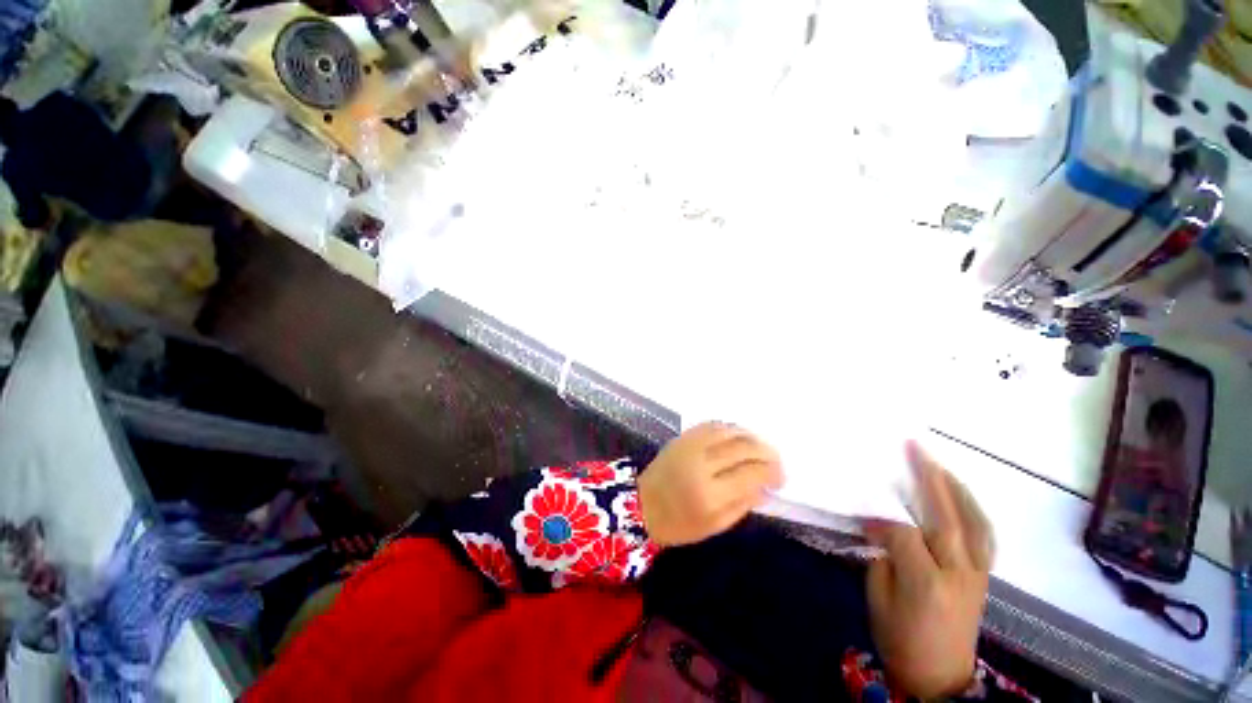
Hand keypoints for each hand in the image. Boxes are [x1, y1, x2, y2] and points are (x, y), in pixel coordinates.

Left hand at [638, 422, 782, 546]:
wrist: (640, 503)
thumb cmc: (678, 523)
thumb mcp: (715, 526)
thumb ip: (743, 504)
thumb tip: (765, 486)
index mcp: (710, 494)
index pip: (751, 473)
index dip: (772, 472)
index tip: (781, 477)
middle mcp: (701, 463)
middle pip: (743, 448)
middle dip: (766, 452)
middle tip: (776, 461)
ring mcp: (691, 446)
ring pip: (729, 431)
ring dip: (750, 436)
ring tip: (761, 447)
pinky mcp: (683, 437)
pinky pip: (712, 425)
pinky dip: (730, 428)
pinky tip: (739, 436)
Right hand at [865, 442, 993, 698]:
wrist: (941, 678)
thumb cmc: (901, 639)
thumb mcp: (878, 598)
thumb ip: (883, 556)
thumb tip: (880, 524)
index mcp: (926, 582)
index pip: (904, 533)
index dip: (882, 518)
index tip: (864, 513)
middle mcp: (959, 573)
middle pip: (947, 517)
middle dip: (930, 478)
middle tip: (915, 447)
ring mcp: (978, 574)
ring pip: (975, 522)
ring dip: (957, 488)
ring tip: (939, 464)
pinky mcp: (985, 576)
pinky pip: (985, 535)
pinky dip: (973, 510)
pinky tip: (961, 496)